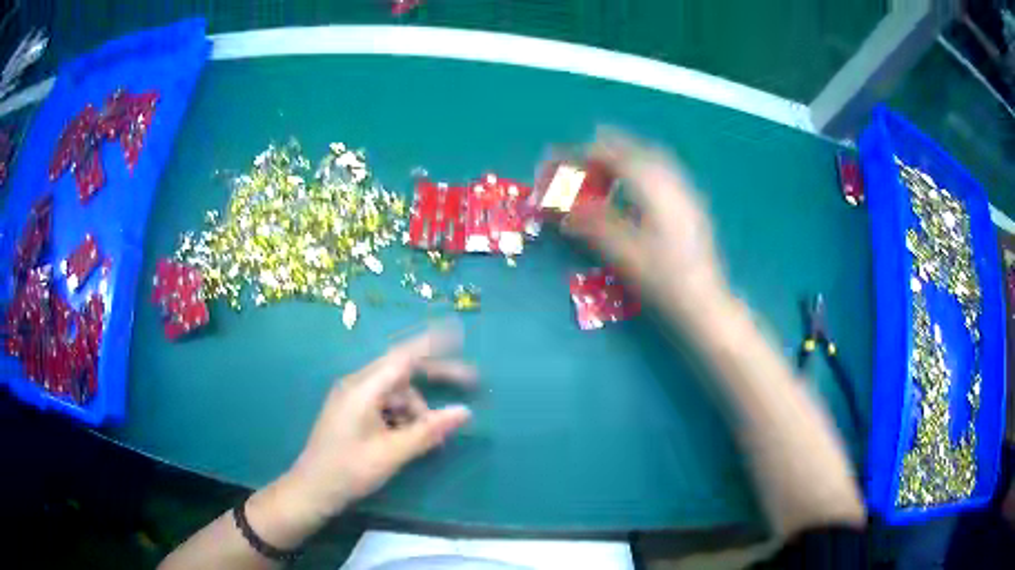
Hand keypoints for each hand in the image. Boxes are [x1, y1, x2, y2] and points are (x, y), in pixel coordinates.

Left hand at [280, 325, 475, 523]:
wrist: (313, 489)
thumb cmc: (349, 470)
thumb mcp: (392, 453)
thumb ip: (428, 431)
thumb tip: (464, 412)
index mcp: (363, 388)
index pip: (403, 356)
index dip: (433, 343)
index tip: (459, 334)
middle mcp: (358, 385)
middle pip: (403, 372)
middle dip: (436, 377)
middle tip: (471, 383)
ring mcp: (354, 398)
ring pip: (397, 393)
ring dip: (418, 410)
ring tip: (430, 440)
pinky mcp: (353, 411)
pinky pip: (387, 405)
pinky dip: (404, 417)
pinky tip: (409, 439)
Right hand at [564, 128, 727, 319]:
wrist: (704, 302)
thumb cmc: (663, 279)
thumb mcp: (623, 253)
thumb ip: (592, 225)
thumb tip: (564, 211)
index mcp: (653, 188)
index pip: (615, 157)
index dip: (585, 155)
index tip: (564, 160)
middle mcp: (672, 182)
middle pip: (636, 151)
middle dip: (607, 149)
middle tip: (583, 158)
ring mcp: (686, 193)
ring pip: (653, 160)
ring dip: (626, 158)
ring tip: (606, 170)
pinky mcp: (692, 206)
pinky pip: (664, 173)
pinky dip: (643, 171)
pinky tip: (636, 190)